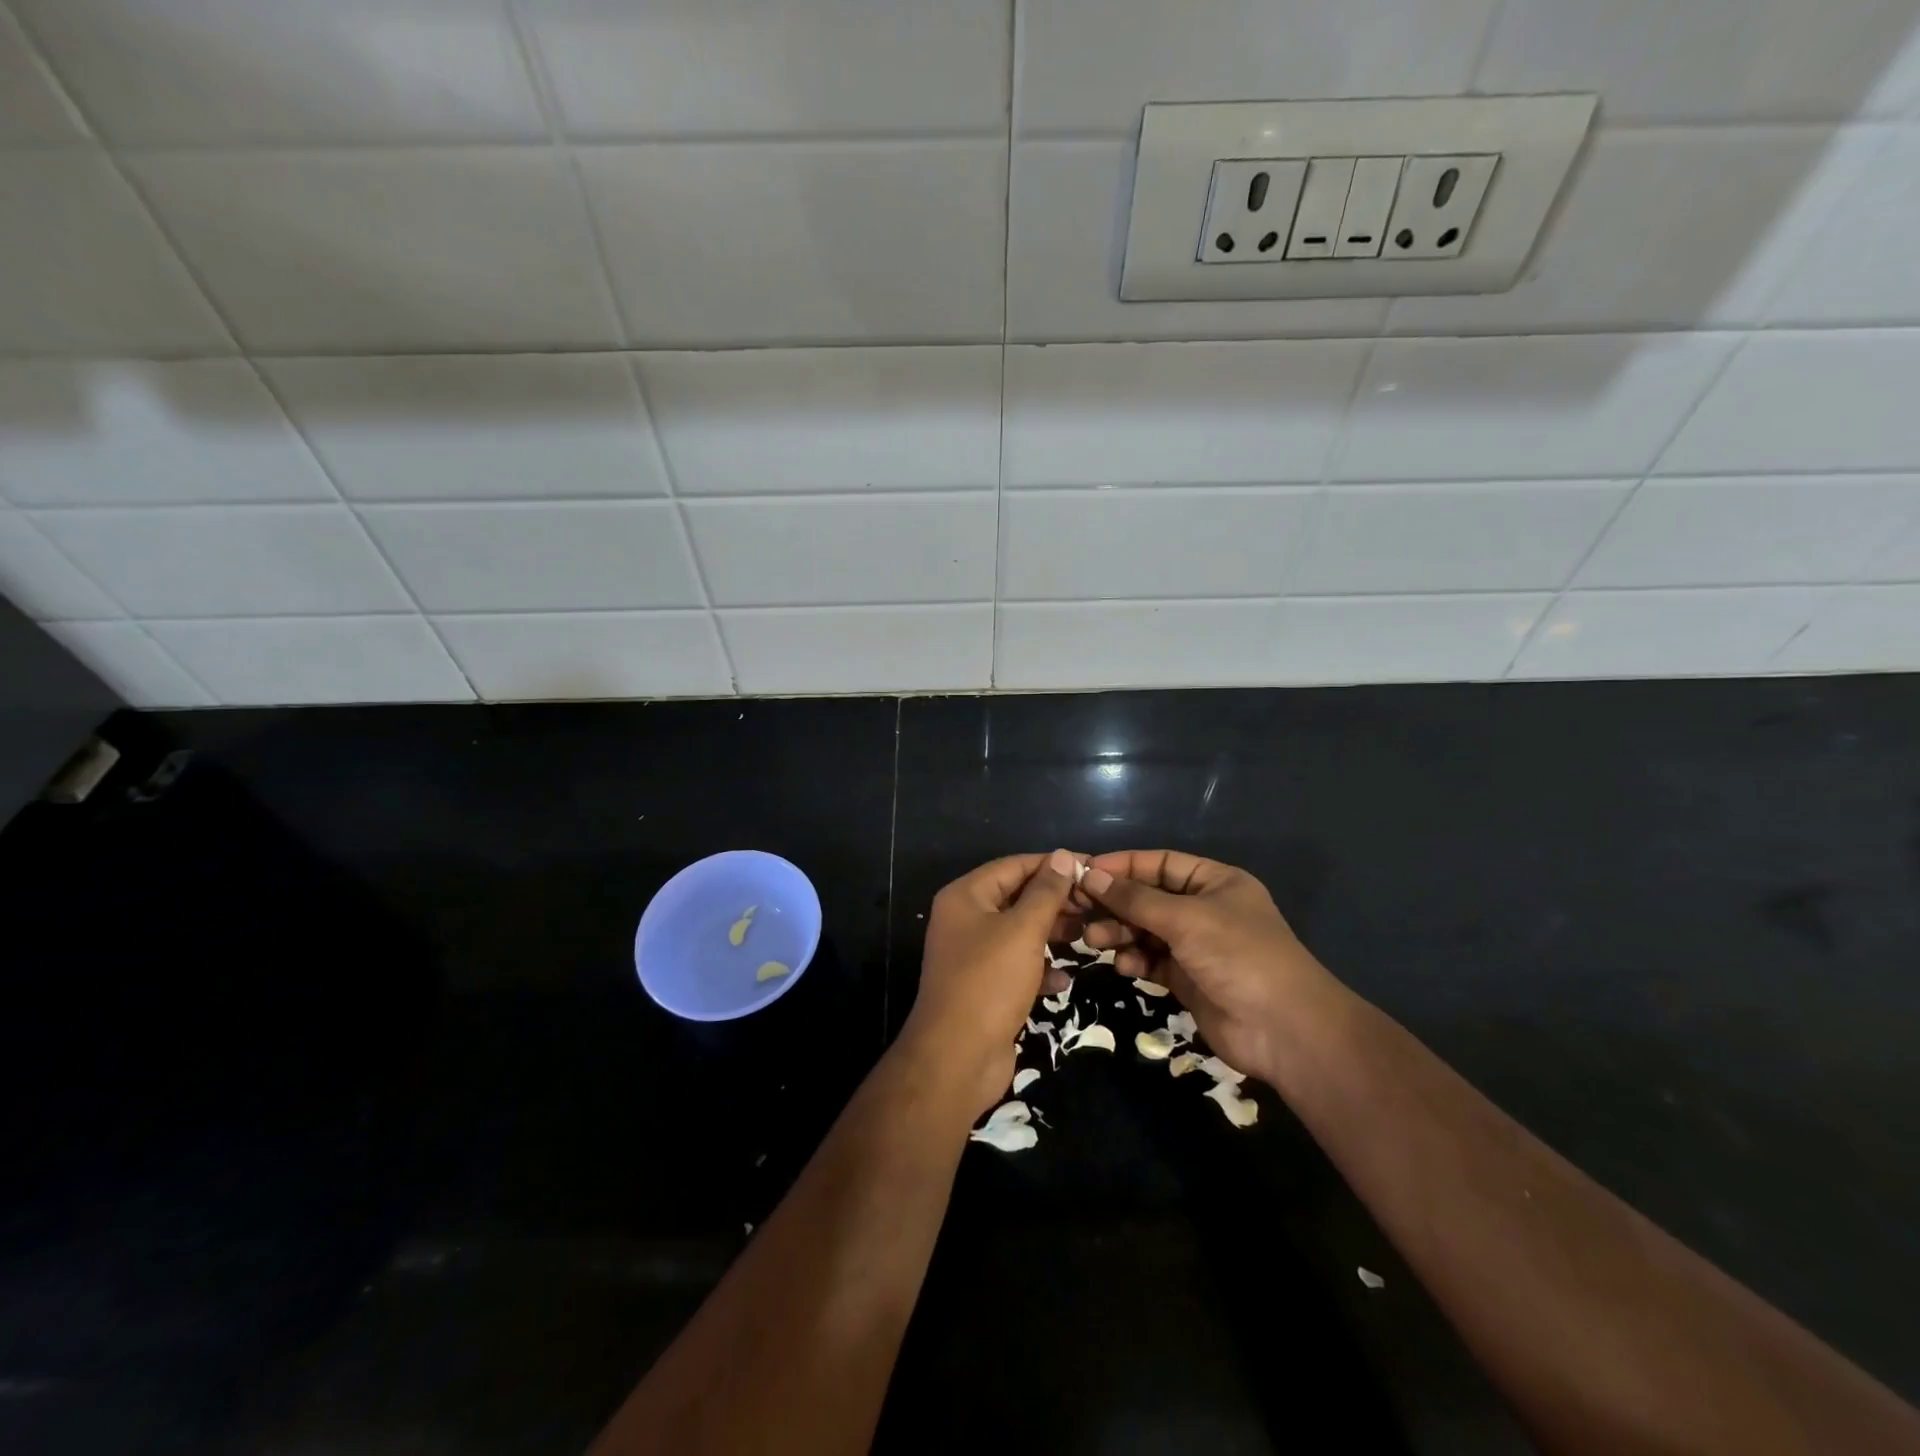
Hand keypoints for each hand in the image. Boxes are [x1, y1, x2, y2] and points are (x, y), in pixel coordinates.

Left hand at [903, 849, 1083, 1114]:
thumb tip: (1062, 856)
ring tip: (1089, 937)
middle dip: (1055, 901)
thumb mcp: (1023, 930)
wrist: (957, 1058)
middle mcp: (966, 920)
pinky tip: (1064, 979)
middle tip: (1095, 905)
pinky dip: (1040, 969)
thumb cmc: (989, 982)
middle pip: (1017, 898)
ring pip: (1020, 933)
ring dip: (1052, 934)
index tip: (1091, 868)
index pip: (1014, 866)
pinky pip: (1018, 966)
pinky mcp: (985, 987)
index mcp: (965, 897)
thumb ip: (1046, 892)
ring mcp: (974, 955)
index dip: (1052, 865)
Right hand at [1077, 850, 1344, 1084]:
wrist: (1284, 1030)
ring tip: (1094, 941)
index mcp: (1215, 882)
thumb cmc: (1238, 956)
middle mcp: (1205, 909)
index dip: (1123, 866)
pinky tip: (1125, 966)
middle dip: (1116, 904)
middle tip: (1080, 911)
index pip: (1160, 863)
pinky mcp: (1188, 979)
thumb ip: (1135, 899)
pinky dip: (1136, 960)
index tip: (1085, 872)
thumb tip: (1091, 875)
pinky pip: (1152, 960)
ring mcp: (1197, 946)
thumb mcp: (1185, 918)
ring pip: (1146, 930)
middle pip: (1149, 897)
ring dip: (1120, 933)